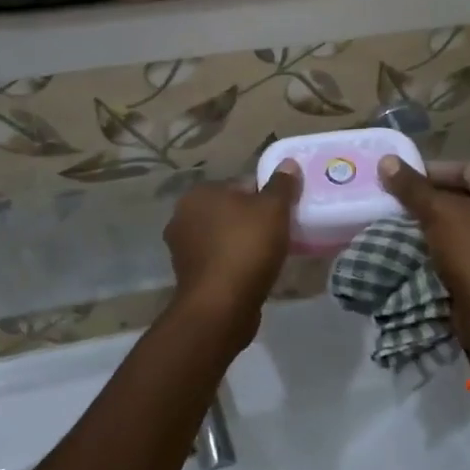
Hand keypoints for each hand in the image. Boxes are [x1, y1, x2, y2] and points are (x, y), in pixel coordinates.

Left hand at [163, 162, 301, 350]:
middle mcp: (182, 217)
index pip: (238, 186)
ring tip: (268, 256)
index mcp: (198, 194)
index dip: (264, 197)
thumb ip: (281, 184)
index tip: (282, 213)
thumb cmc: (246, 248)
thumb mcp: (273, 209)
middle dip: (250, 220)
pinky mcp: (188, 277)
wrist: (220, 307)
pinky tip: (252, 274)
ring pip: (222, 237)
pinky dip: (233, 265)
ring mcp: (181, 249)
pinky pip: (218, 261)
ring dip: (241, 244)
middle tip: (278, 234)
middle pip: (229, 212)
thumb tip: (288, 163)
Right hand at [380, 158, 469, 354]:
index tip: (402, 182)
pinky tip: (429, 247)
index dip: (431, 173)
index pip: (467, 169)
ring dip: (443, 221)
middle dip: (435, 198)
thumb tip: (386, 160)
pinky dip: (454, 242)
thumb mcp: (438, 213)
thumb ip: (412, 186)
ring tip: (410, 224)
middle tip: (403, 203)